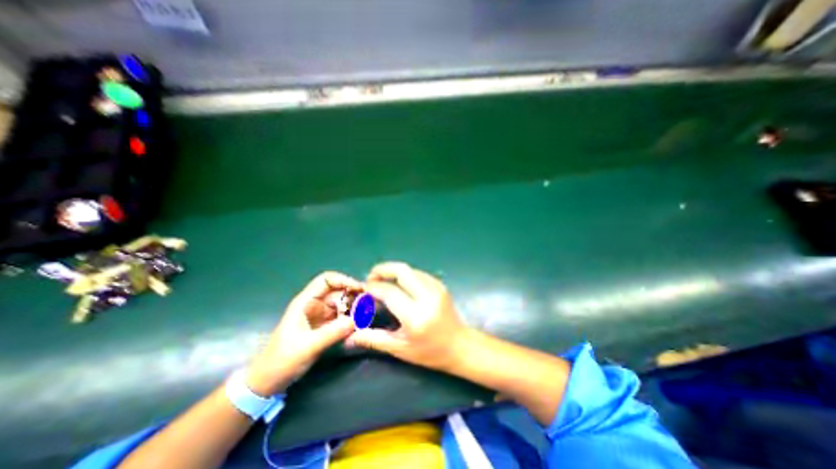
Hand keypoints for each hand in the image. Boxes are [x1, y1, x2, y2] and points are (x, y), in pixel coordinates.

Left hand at [242, 271, 358, 395]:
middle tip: (368, 306)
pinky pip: (342, 317)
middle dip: (353, 296)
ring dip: (354, 309)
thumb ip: (331, 333)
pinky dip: (351, 320)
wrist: (268, 382)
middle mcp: (315, 305)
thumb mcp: (306, 347)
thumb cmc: (281, 361)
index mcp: (305, 302)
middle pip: (338, 292)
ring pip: (342, 305)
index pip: (326, 280)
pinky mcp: (325, 327)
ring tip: (366, 318)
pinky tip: (359, 326)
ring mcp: (320, 316)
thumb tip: (356, 320)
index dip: (343, 280)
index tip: (360, 289)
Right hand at [344, 263, 467, 371]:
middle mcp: (427, 297)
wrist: (460, 346)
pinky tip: (400, 284)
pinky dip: (405, 275)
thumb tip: (350, 337)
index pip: (390, 292)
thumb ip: (374, 339)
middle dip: (383, 269)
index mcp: (416, 316)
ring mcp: (436, 288)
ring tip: (383, 280)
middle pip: (402, 271)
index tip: (364, 289)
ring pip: (410, 269)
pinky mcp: (440, 285)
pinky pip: (418, 273)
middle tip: (371, 277)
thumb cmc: (430, 352)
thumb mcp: (400, 349)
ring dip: (394, 271)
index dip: (374, 287)